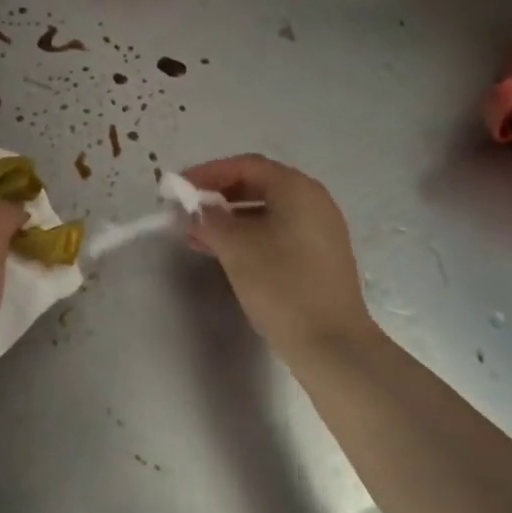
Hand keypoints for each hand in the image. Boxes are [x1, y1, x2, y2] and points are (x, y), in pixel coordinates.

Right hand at [181, 154, 373, 362]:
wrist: (333, 346)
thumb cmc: (282, 286)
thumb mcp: (235, 247)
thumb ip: (208, 219)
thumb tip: (192, 208)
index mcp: (297, 188)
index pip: (245, 165)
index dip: (208, 173)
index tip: (179, 188)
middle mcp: (313, 200)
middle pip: (257, 184)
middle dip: (217, 196)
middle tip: (186, 211)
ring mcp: (320, 229)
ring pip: (266, 211)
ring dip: (229, 219)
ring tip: (195, 235)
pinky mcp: (320, 256)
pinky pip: (277, 231)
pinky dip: (248, 234)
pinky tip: (223, 252)